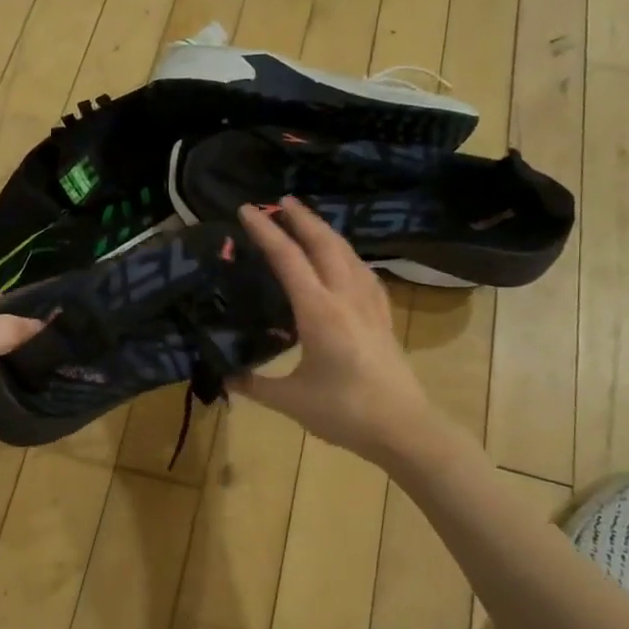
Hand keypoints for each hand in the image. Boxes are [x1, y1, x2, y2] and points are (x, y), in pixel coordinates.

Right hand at [231, 199, 439, 460]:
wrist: (404, 428)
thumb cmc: (345, 413)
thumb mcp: (290, 400)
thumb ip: (254, 384)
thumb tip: (224, 376)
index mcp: (319, 312)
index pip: (288, 260)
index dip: (266, 231)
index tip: (246, 209)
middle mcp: (346, 298)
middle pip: (324, 244)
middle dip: (301, 218)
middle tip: (281, 200)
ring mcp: (369, 305)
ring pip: (348, 254)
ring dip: (326, 232)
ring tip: (308, 221)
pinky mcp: (383, 317)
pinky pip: (364, 274)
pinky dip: (348, 256)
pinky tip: (346, 261)